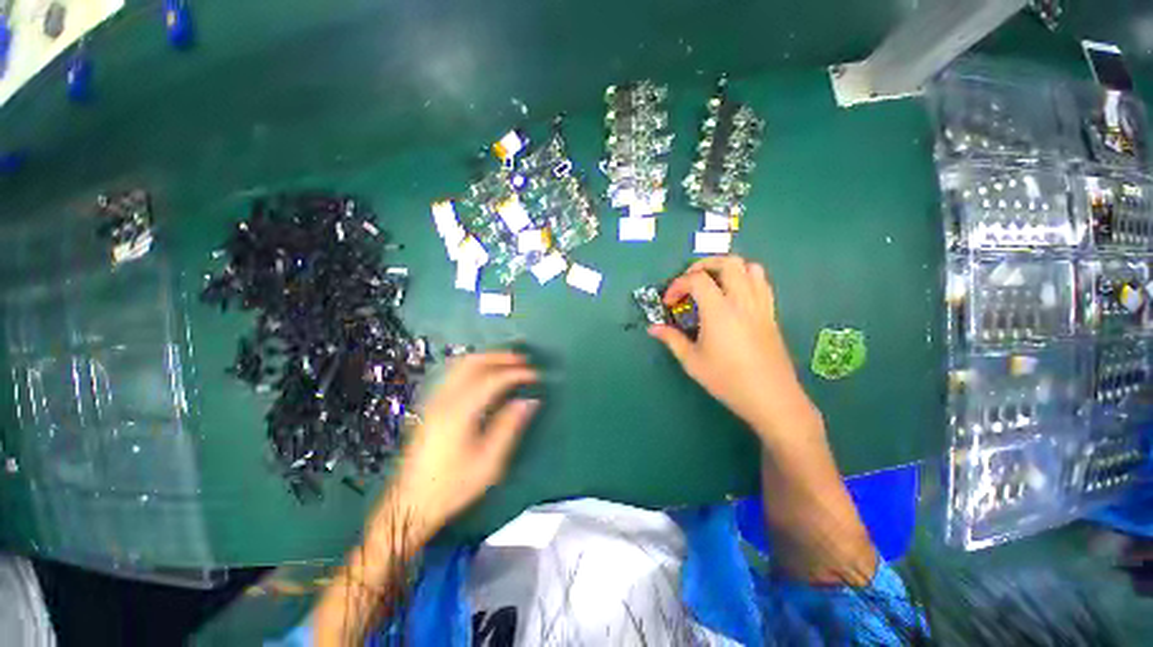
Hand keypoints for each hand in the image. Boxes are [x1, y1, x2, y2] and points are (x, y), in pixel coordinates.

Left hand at [376, 352, 538, 543]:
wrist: (411, 503)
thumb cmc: (452, 486)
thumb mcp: (488, 463)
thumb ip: (509, 427)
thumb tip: (529, 401)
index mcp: (459, 413)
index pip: (492, 379)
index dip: (516, 373)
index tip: (535, 375)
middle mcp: (444, 400)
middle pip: (473, 363)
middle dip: (500, 357)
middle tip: (522, 360)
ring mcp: (434, 401)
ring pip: (461, 365)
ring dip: (487, 358)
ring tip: (508, 362)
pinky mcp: (431, 406)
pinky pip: (454, 374)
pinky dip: (474, 366)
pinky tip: (486, 374)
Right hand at [648, 256, 817, 442]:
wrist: (771, 398)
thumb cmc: (727, 380)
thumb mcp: (692, 361)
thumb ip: (671, 339)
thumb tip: (653, 328)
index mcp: (719, 310)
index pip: (696, 279)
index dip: (677, 285)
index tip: (669, 302)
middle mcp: (742, 300)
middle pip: (727, 262)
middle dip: (704, 265)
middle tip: (690, 281)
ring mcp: (760, 305)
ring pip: (750, 267)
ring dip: (728, 268)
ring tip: (713, 284)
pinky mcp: (771, 314)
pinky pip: (762, 283)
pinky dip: (746, 278)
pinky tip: (734, 296)